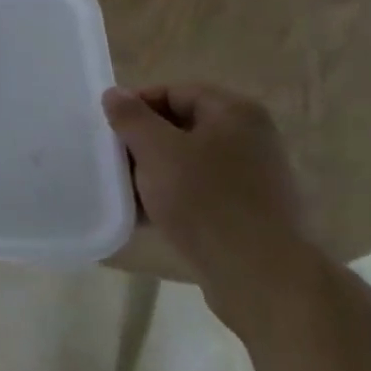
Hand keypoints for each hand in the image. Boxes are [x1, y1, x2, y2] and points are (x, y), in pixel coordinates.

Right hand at [102, 83, 318, 328]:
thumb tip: (114, 94)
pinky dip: (173, 199)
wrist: (261, 278)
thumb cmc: (206, 201)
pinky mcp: (248, 214)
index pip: (174, 92)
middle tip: (113, 161)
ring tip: (125, 191)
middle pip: (181, 127)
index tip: (108, 130)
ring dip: (155, 174)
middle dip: (144, 143)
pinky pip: (201, 194)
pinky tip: (146, 217)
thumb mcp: (157, 151)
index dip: (137, 106)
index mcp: (234, 112)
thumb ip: (131, 118)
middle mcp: (250, 138)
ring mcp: (253, 178)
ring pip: (189, 163)